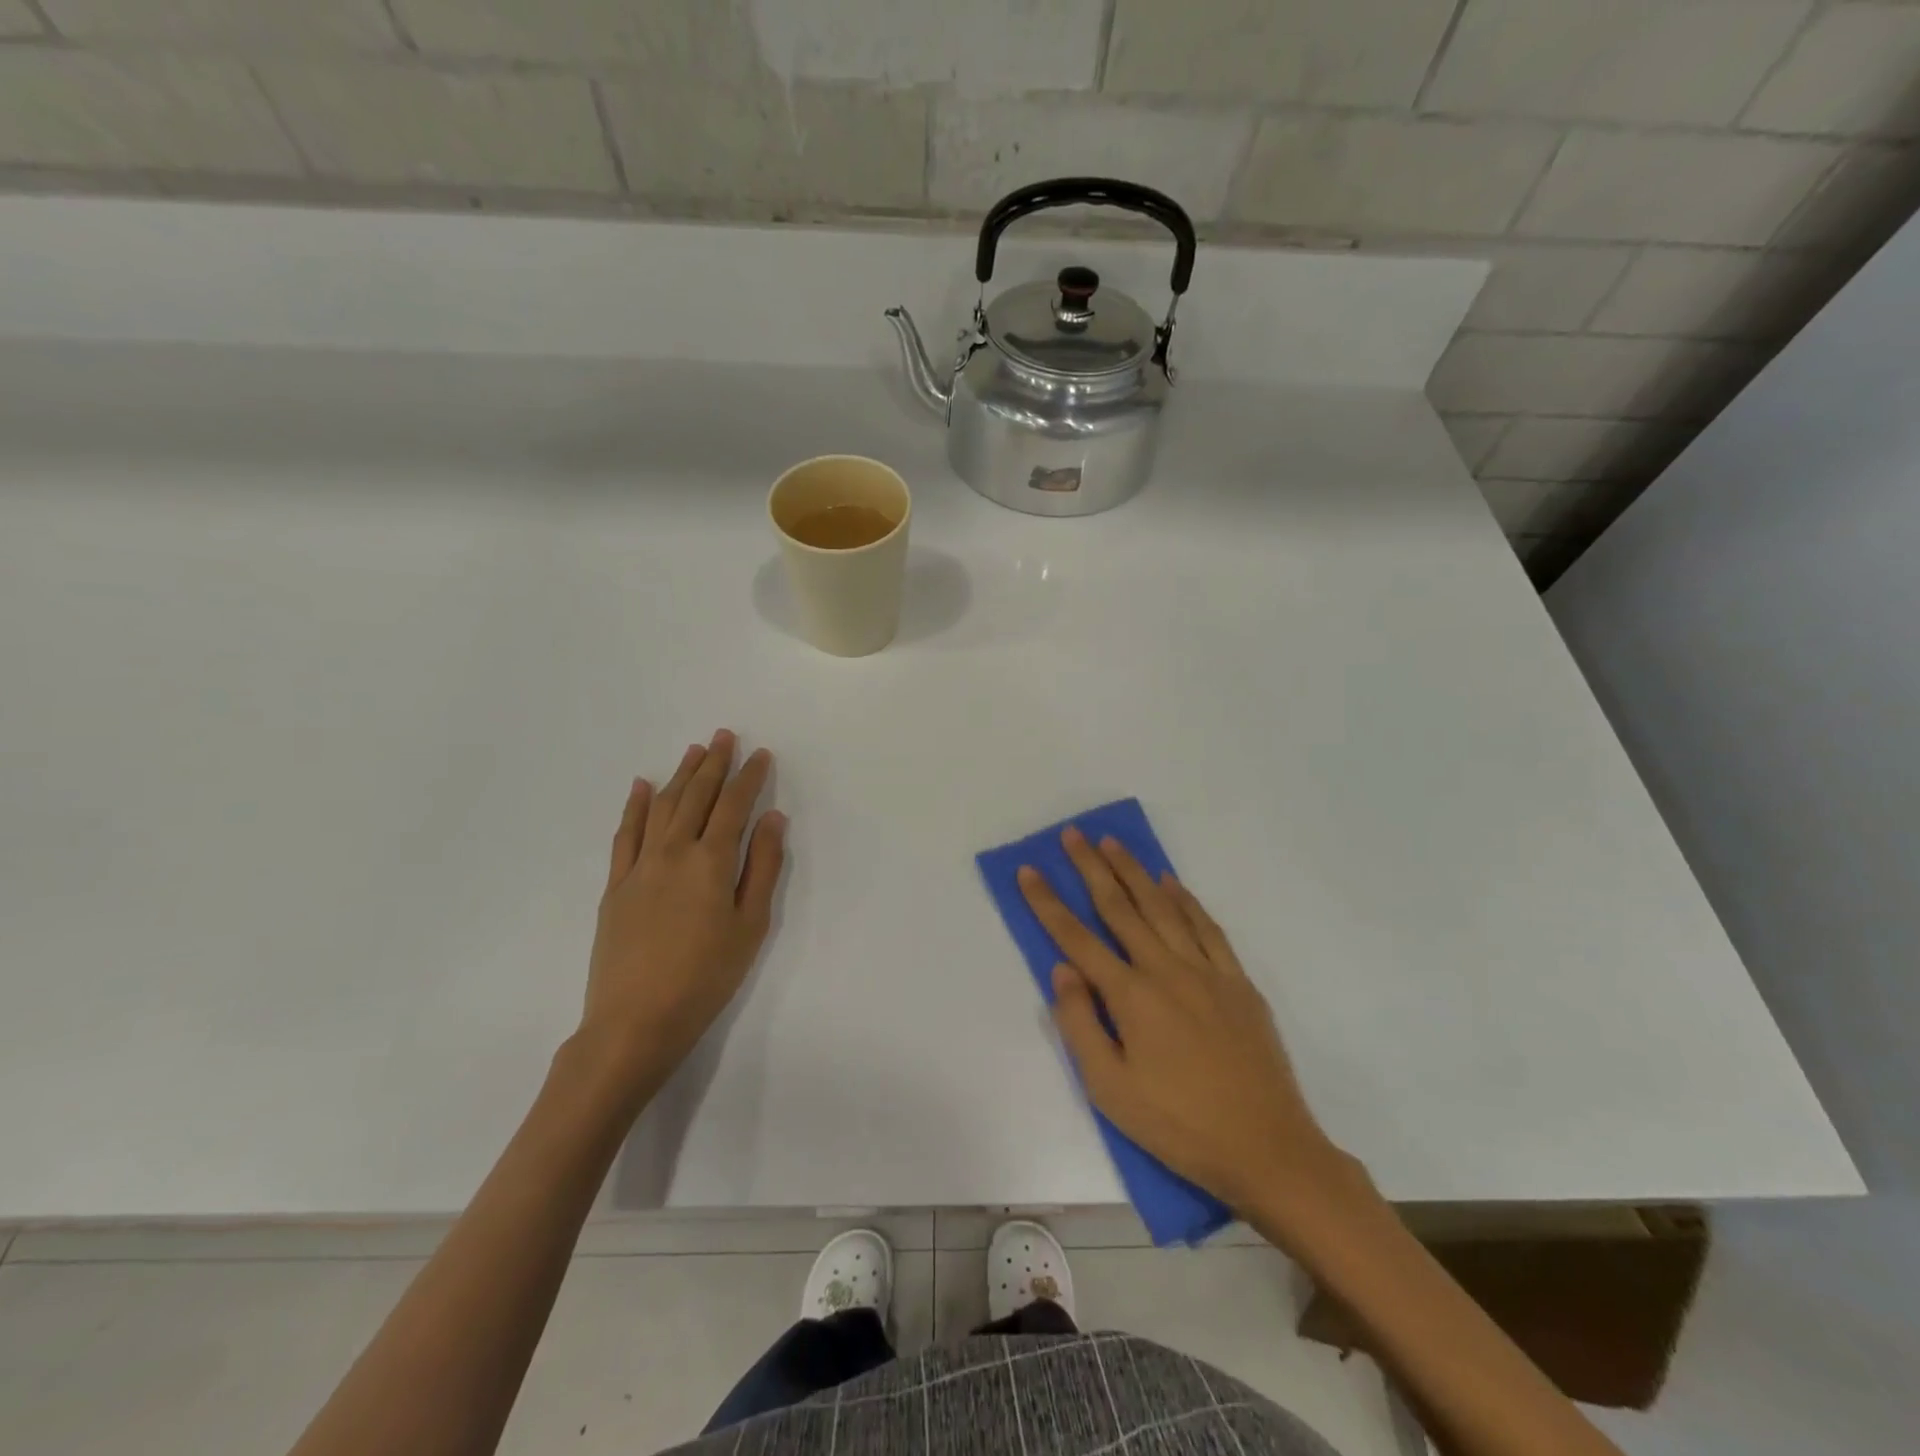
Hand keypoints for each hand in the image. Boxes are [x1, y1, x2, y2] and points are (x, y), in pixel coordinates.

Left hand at [581, 729, 785, 1097]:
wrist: (635, 1020)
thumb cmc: (706, 976)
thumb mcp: (751, 925)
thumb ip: (763, 867)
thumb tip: (772, 819)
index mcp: (711, 861)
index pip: (734, 805)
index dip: (750, 777)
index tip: (761, 754)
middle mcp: (674, 851)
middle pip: (696, 796)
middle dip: (714, 763)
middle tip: (724, 736)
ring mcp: (639, 866)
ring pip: (661, 806)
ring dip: (679, 775)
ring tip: (694, 752)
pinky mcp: (615, 885)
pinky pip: (624, 834)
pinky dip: (634, 805)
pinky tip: (640, 786)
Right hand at [1019, 828, 1341, 1214]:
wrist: (1267, 1148)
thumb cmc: (1178, 1125)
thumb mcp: (1110, 1090)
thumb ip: (1080, 1025)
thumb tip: (1062, 970)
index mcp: (1131, 997)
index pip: (1077, 938)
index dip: (1048, 903)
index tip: (1029, 870)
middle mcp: (1166, 970)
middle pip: (1120, 907)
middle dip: (1092, 867)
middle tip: (1074, 834)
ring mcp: (1206, 971)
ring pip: (1163, 907)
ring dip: (1135, 872)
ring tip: (1114, 843)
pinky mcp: (1237, 982)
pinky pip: (1207, 927)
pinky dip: (1185, 900)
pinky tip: (1171, 883)